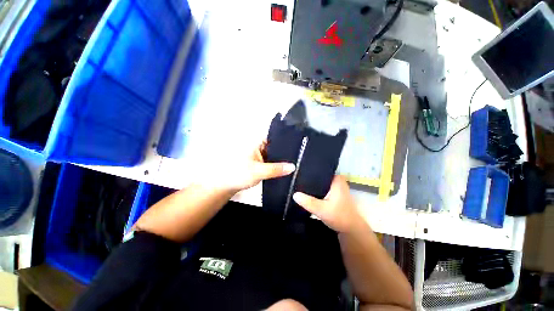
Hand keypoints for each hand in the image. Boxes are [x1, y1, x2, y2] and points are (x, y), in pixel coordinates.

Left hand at [205, 141, 295, 191]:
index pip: (275, 136)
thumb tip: (292, 167)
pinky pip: (271, 160)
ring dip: (282, 157)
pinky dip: (277, 163)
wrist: (225, 185)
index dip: (287, 138)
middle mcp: (259, 145)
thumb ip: (276, 169)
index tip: (299, 144)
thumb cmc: (236, 174)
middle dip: (286, 150)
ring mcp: (259, 153)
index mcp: (256, 141)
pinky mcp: (259, 160)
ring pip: (274, 153)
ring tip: (295, 161)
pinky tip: (285, 167)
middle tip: (299, 155)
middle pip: (276, 145)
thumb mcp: (258, 171)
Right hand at [293, 175, 362, 233]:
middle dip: (307, 178)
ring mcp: (335, 186)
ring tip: (297, 184)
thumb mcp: (322, 210)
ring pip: (319, 181)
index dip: (307, 171)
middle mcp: (336, 179)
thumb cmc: (340, 217)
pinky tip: (305, 191)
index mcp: (336, 179)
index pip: (319, 170)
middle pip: (318, 175)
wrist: (350, 229)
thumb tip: (294, 194)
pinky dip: (314, 189)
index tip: (296, 173)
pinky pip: (321, 187)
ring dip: (310, 184)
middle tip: (294, 180)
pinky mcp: (333, 192)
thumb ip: (309, 202)